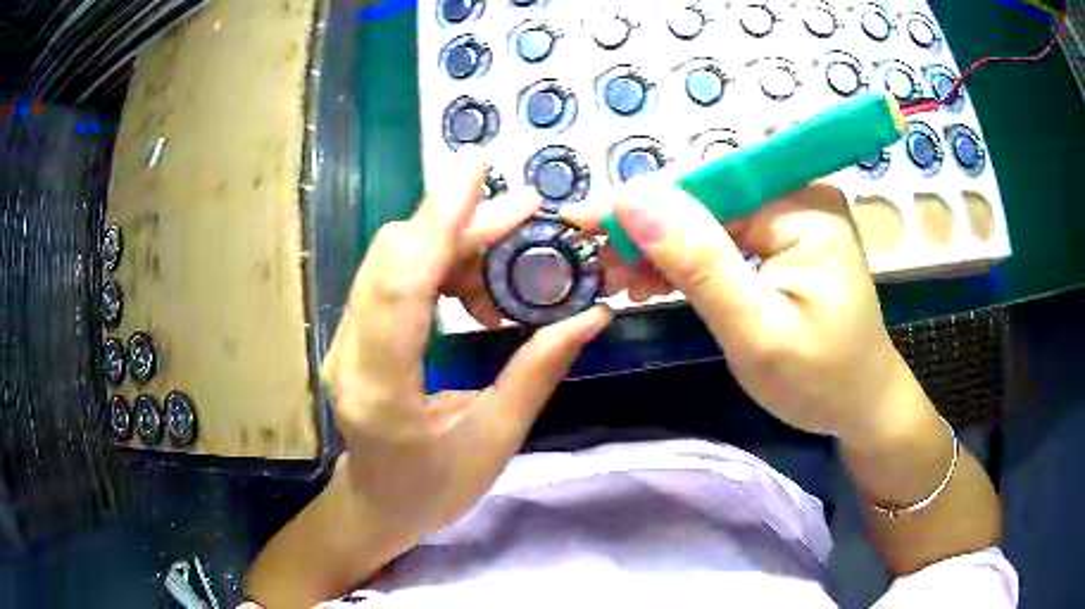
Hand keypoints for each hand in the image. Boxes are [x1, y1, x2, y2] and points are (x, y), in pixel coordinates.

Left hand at [321, 163, 611, 545]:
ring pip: (391, 258)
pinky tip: (474, 285)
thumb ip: (537, 372)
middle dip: (459, 223)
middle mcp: (350, 355)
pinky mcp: (352, 334)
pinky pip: (391, 275)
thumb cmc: (434, 488)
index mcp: (384, 390)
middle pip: (394, 256)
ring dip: (450, 241)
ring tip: (507, 263)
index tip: (476, 172)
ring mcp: (344, 341)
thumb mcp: (495, 440)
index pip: (401, 285)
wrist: (378, 504)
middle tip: (524, 216)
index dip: (438, 221)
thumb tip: (591, 315)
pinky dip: (436, 262)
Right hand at [564, 180, 911, 440]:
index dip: (641, 206)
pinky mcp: (786, 238)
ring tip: (623, 282)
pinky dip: (688, 259)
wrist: (862, 405)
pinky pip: (726, 236)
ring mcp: (793, 215)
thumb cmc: (820, 380)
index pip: (706, 188)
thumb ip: (699, 264)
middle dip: (649, 233)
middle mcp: (798, 195)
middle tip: (601, 271)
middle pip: (706, 199)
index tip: (579, 225)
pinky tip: (659, 281)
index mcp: (802, 206)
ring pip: (709, 218)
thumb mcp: (757, 332)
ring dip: (663, 248)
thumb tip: (634, 199)